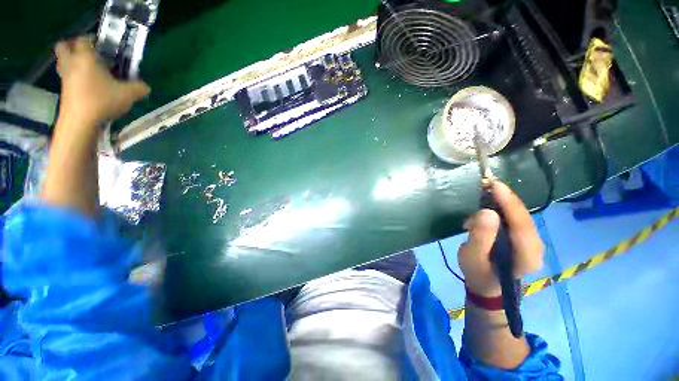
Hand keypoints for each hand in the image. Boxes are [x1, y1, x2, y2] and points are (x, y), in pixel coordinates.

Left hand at [55, 37, 149, 125]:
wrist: (80, 122)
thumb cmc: (102, 101)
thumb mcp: (128, 94)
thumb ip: (139, 88)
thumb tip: (145, 87)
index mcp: (86, 58)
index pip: (85, 40)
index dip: (93, 39)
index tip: (103, 46)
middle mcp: (72, 63)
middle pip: (64, 46)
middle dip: (73, 46)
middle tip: (87, 52)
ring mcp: (65, 78)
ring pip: (63, 62)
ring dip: (71, 61)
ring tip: (87, 69)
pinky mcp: (64, 91)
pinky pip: (66, 77)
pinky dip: (74, 76)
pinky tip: (87, 85)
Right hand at [458, 181, 543, 296]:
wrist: (486, 284)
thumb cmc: (478, 272)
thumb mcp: (472, 257)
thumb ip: (480, 237)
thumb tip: (487, 212)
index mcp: (527, 256)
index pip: (522, 224)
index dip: (509, 202)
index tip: (494, 184)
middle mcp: (536, 246)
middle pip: (523, 216)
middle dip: (505, 198)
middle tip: (484, 184)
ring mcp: (532, 241)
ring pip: (519, 214)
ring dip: (501, 202)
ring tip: (482, 194)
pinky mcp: (524, 237)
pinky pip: (515, 217)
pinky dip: (501, 207)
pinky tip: (488, 204)